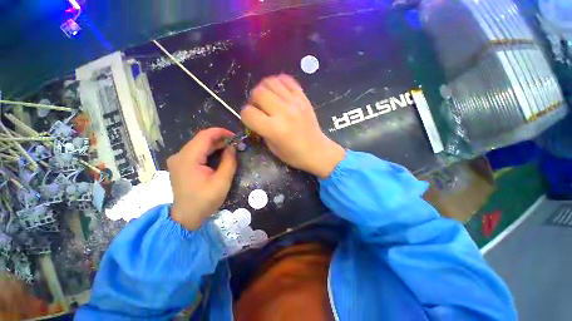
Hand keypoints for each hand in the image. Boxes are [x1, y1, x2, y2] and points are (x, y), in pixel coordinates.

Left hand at [167, 128, 236, 229]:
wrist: (186, 217)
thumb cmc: (205, 200)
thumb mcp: (222, 181)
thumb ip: (229, 161)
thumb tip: (232, 147)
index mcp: (188, 158)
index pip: (205, 136)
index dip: (221, 132)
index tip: (235, 136)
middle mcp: (180, 155)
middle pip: (201, 139)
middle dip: (220, 139)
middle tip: (235, 145)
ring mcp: (178, 160)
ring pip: (199, 145)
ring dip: (215, 145)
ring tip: (230, 150)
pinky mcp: (180, 165)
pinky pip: (196, 152)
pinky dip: (208, 152)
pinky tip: (218, 156)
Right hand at [241, 75, 344, 177]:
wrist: (317, 151)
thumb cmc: (294, 154)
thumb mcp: (272, 148)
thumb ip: (261, 130)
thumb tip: (255, 115)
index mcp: (274, 129)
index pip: (248, 113)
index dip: (245, 116)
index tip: (251, 119)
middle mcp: (283, 113)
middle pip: (258, 93)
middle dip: (253, 100)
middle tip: (259, 107)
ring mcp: (295, 103)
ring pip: (270, 82)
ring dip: (264, 89)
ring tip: (268, 98)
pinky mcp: (303, 98)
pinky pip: (287, 80)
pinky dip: (279, 82)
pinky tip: (279, 92)